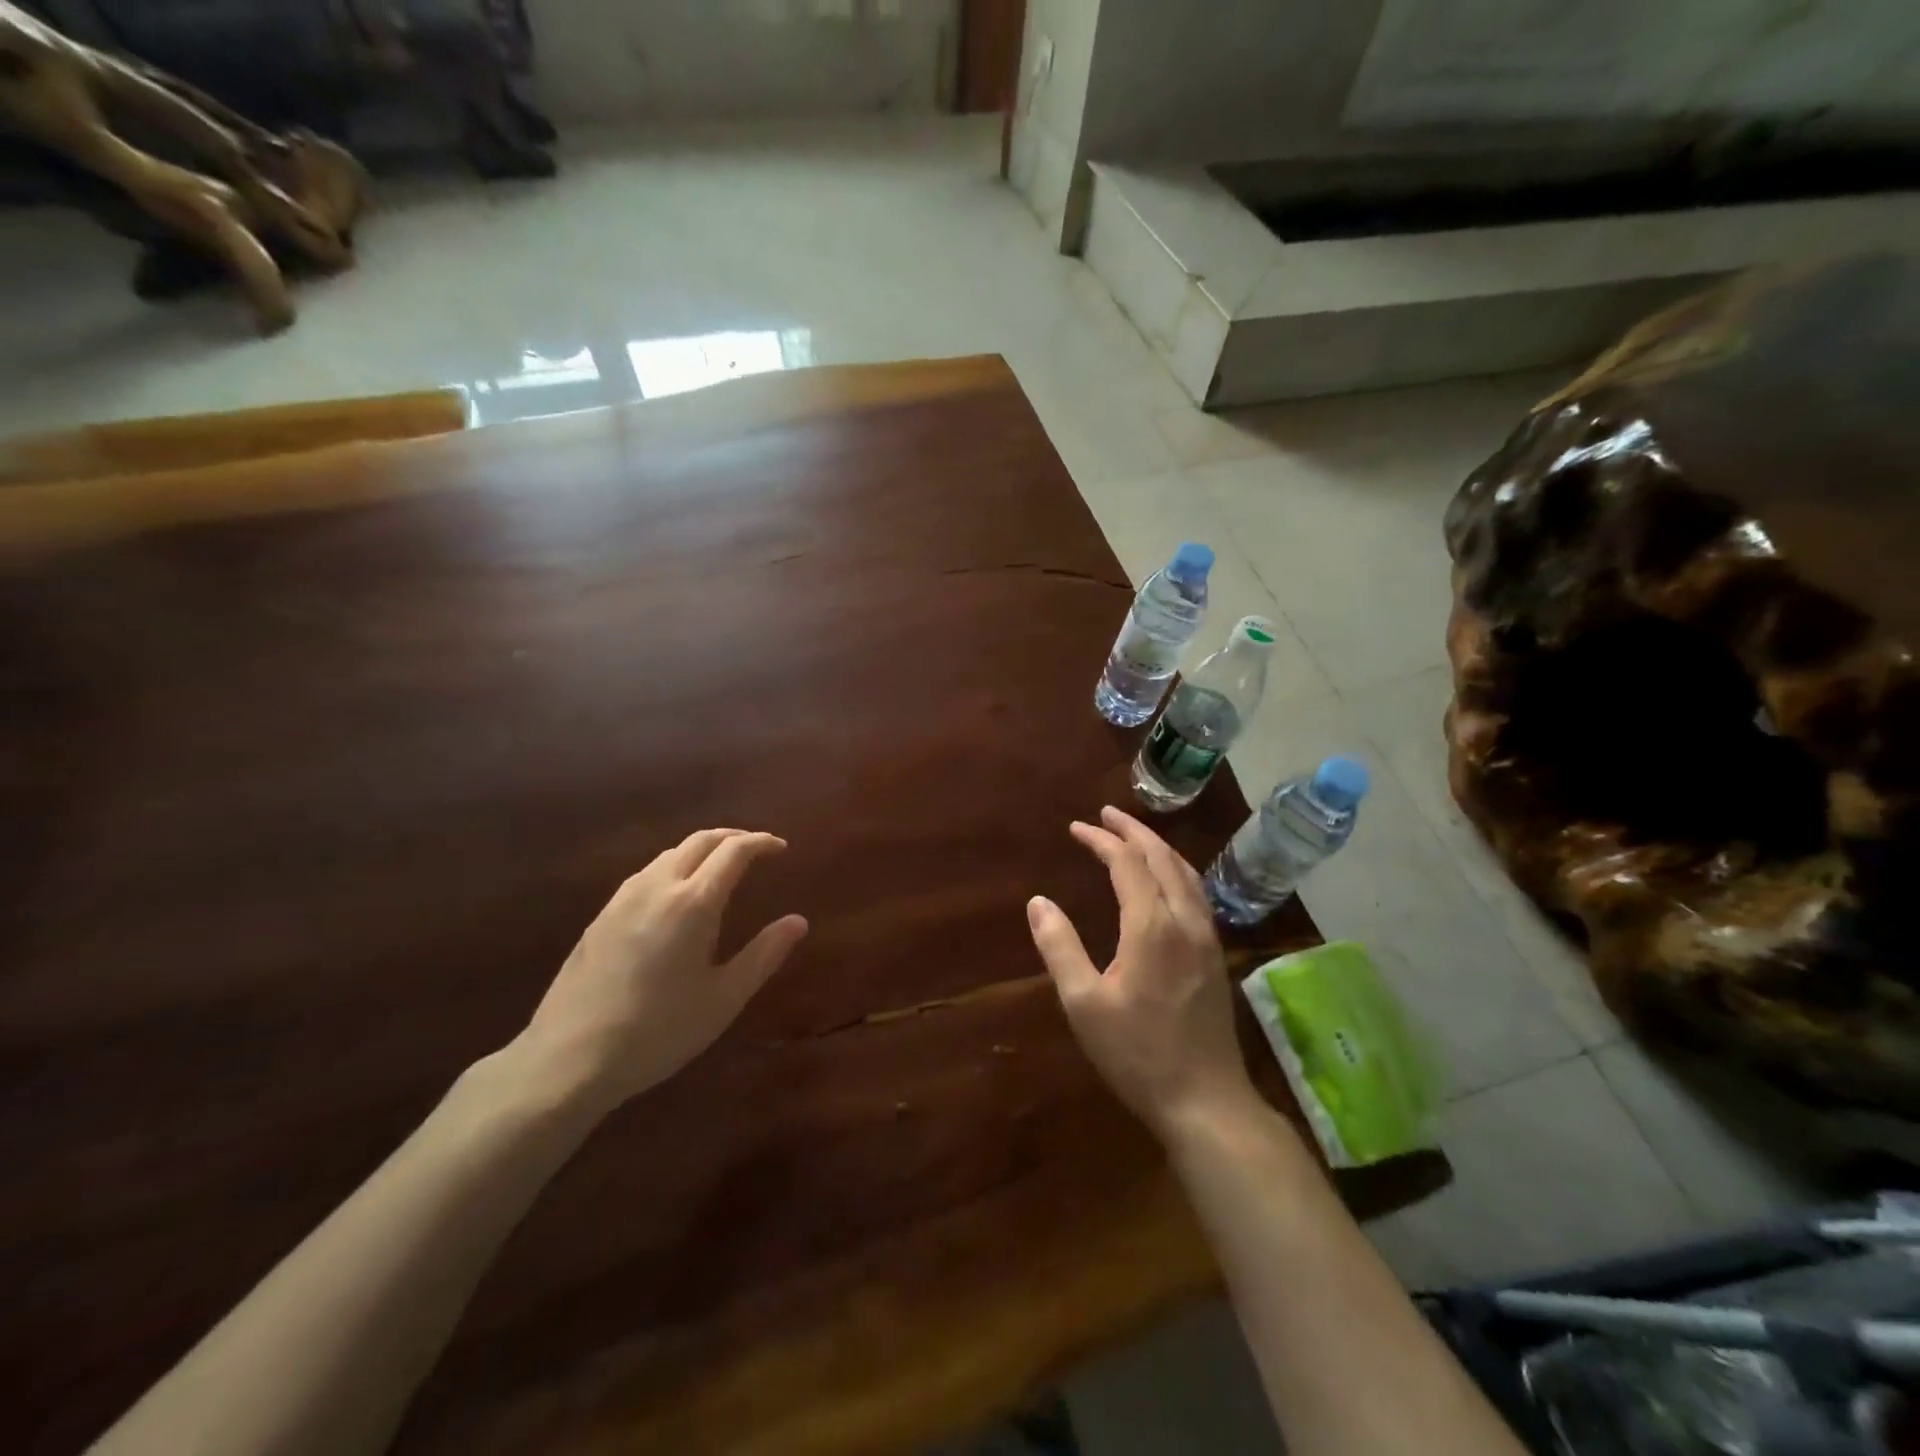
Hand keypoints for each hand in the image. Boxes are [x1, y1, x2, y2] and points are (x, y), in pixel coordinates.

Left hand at [514, 829, 807, 1112]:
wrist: (569, 1058)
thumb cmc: (659, 1031)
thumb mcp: (723, 998)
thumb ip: (764, 955)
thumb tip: (798, 922)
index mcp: (693, 903)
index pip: (733, 851)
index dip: (761, 842)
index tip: (780, 848)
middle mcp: (657, 887)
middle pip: (699, 840)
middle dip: (732, 837)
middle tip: (755, 850)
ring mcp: (623, 898)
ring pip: (669, 853)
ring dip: (701, 850)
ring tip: (720, 869)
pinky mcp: (601, 916)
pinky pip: (647, 873)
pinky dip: (674, 867)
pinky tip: (677, 897)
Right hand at [1027, 806, 1256, 1138]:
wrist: (1206, 1101)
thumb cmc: (1137, 1053)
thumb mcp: (1083, 1003)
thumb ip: (1059, 947)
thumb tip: (1038, 902)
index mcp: (1152, 926)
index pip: (1127, 863)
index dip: (1101, 840)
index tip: (1076, 828)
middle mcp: (1185, 921)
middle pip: (1162, 858)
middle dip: (1133, 831)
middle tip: (1106, 814)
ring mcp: (1207, 938)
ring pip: (1186, 873)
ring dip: (1158, 847)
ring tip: (1134, 836)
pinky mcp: (1216, 956)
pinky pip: (1196, 893)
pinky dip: (1176, 870)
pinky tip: (1166, 881)